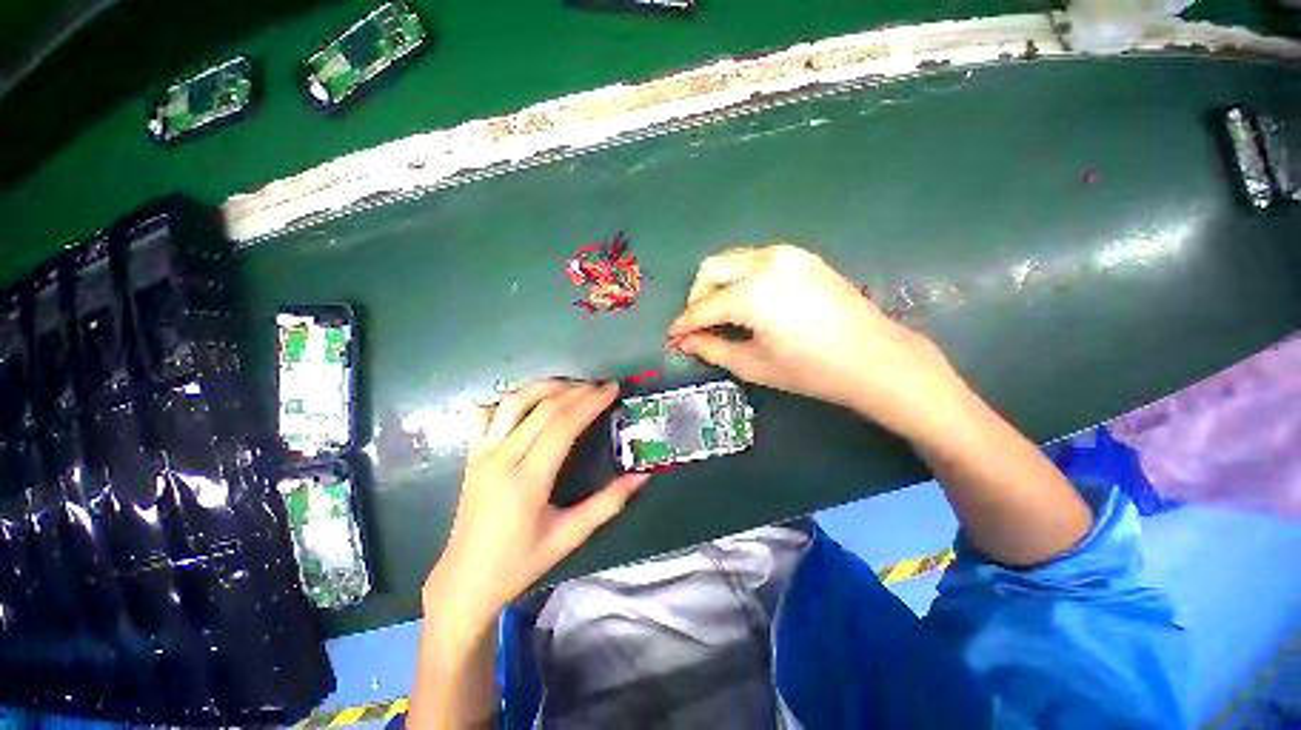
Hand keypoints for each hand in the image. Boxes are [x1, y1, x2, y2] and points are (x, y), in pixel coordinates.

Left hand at [423, 380, 648, 644]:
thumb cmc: (520, 562)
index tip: (612, 390)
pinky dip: (512, 399)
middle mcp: (502, 458)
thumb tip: (642, 477)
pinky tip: (531, 401)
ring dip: (546, 387)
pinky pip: (488, 413)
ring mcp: (482, 452)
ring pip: (515, 402)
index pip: (563, 425)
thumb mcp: (570, 536)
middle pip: (544, 408)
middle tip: (601, 386)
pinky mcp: (472, 454)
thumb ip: (608, 504)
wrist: (465, 581)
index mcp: (528, 479)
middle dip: (577, 391)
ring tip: (572, 385)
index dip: (590, 402)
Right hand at [667, 244, 962, 438]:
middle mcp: (765, 262)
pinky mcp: (802, 257)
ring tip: (721, 314)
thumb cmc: (811, 370)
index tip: (673, 335)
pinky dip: (741, 278)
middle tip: (698, 325)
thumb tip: (684, 341)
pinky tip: (748, 302)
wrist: (875, 358)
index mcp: (752, 293)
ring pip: (733, 260)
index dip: (684, 323)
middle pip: (712, 268)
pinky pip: (756, 261)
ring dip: (718, 285)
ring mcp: (787, 254)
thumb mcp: (753, 364)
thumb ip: (712, 348)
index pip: (703, 306)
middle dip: (697, 296)